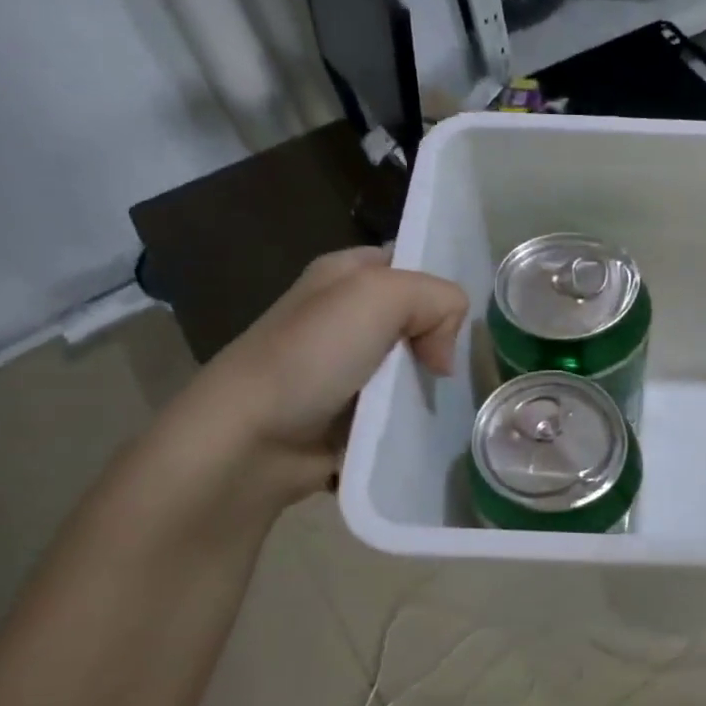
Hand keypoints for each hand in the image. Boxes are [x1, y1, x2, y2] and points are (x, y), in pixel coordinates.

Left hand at [171, 247, 467, 499]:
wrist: (253, 439)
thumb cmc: (311, 356)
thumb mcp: (380, 296)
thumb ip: (437, 299)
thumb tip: (444, 357)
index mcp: (344, 274)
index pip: (410, 265)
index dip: (437, 288)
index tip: (453, 323)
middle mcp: (345, 317)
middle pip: (418, 321)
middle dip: (441, 343)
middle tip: (444, 370)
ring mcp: (347, 369)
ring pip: (413, 368)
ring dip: (431, 387)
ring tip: (444, 403)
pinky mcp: (351, 415)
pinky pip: (400, 410)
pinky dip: (415, 419)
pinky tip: (427, 428)